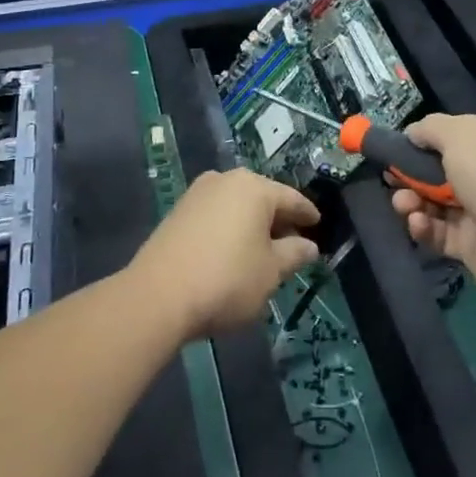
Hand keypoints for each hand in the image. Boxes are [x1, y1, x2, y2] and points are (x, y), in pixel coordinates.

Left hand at [132, 170, 320, 338]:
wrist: (157, 297)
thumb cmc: (227, 280)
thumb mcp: (271, 272)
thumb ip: (294, 254)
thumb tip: (309, 246)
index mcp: (255, 187)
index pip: (292, 198)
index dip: (307, 214)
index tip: (318, 225)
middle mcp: (226, 180)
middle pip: (263, 198)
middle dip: (279, 219)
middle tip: (293, 242)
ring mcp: (198, 193)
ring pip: (237, 205)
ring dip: (252, 225)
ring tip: (263, 251)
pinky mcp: (178, 212)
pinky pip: (216, 215)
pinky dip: (230, 229)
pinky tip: (233, 252)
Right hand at [390, 114, 475, 305]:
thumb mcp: (460, 134)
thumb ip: (431, 128)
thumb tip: (413, 133)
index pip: (455, 135)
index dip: (425, 140)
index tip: (397, 146)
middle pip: (439, 170)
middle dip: (411, 173)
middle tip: (391, 179)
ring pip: (434, 202)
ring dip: (411, 201)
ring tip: (402, 204)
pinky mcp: (470, 245)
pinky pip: (438, 233)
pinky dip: (423, 227)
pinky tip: (417, 223)